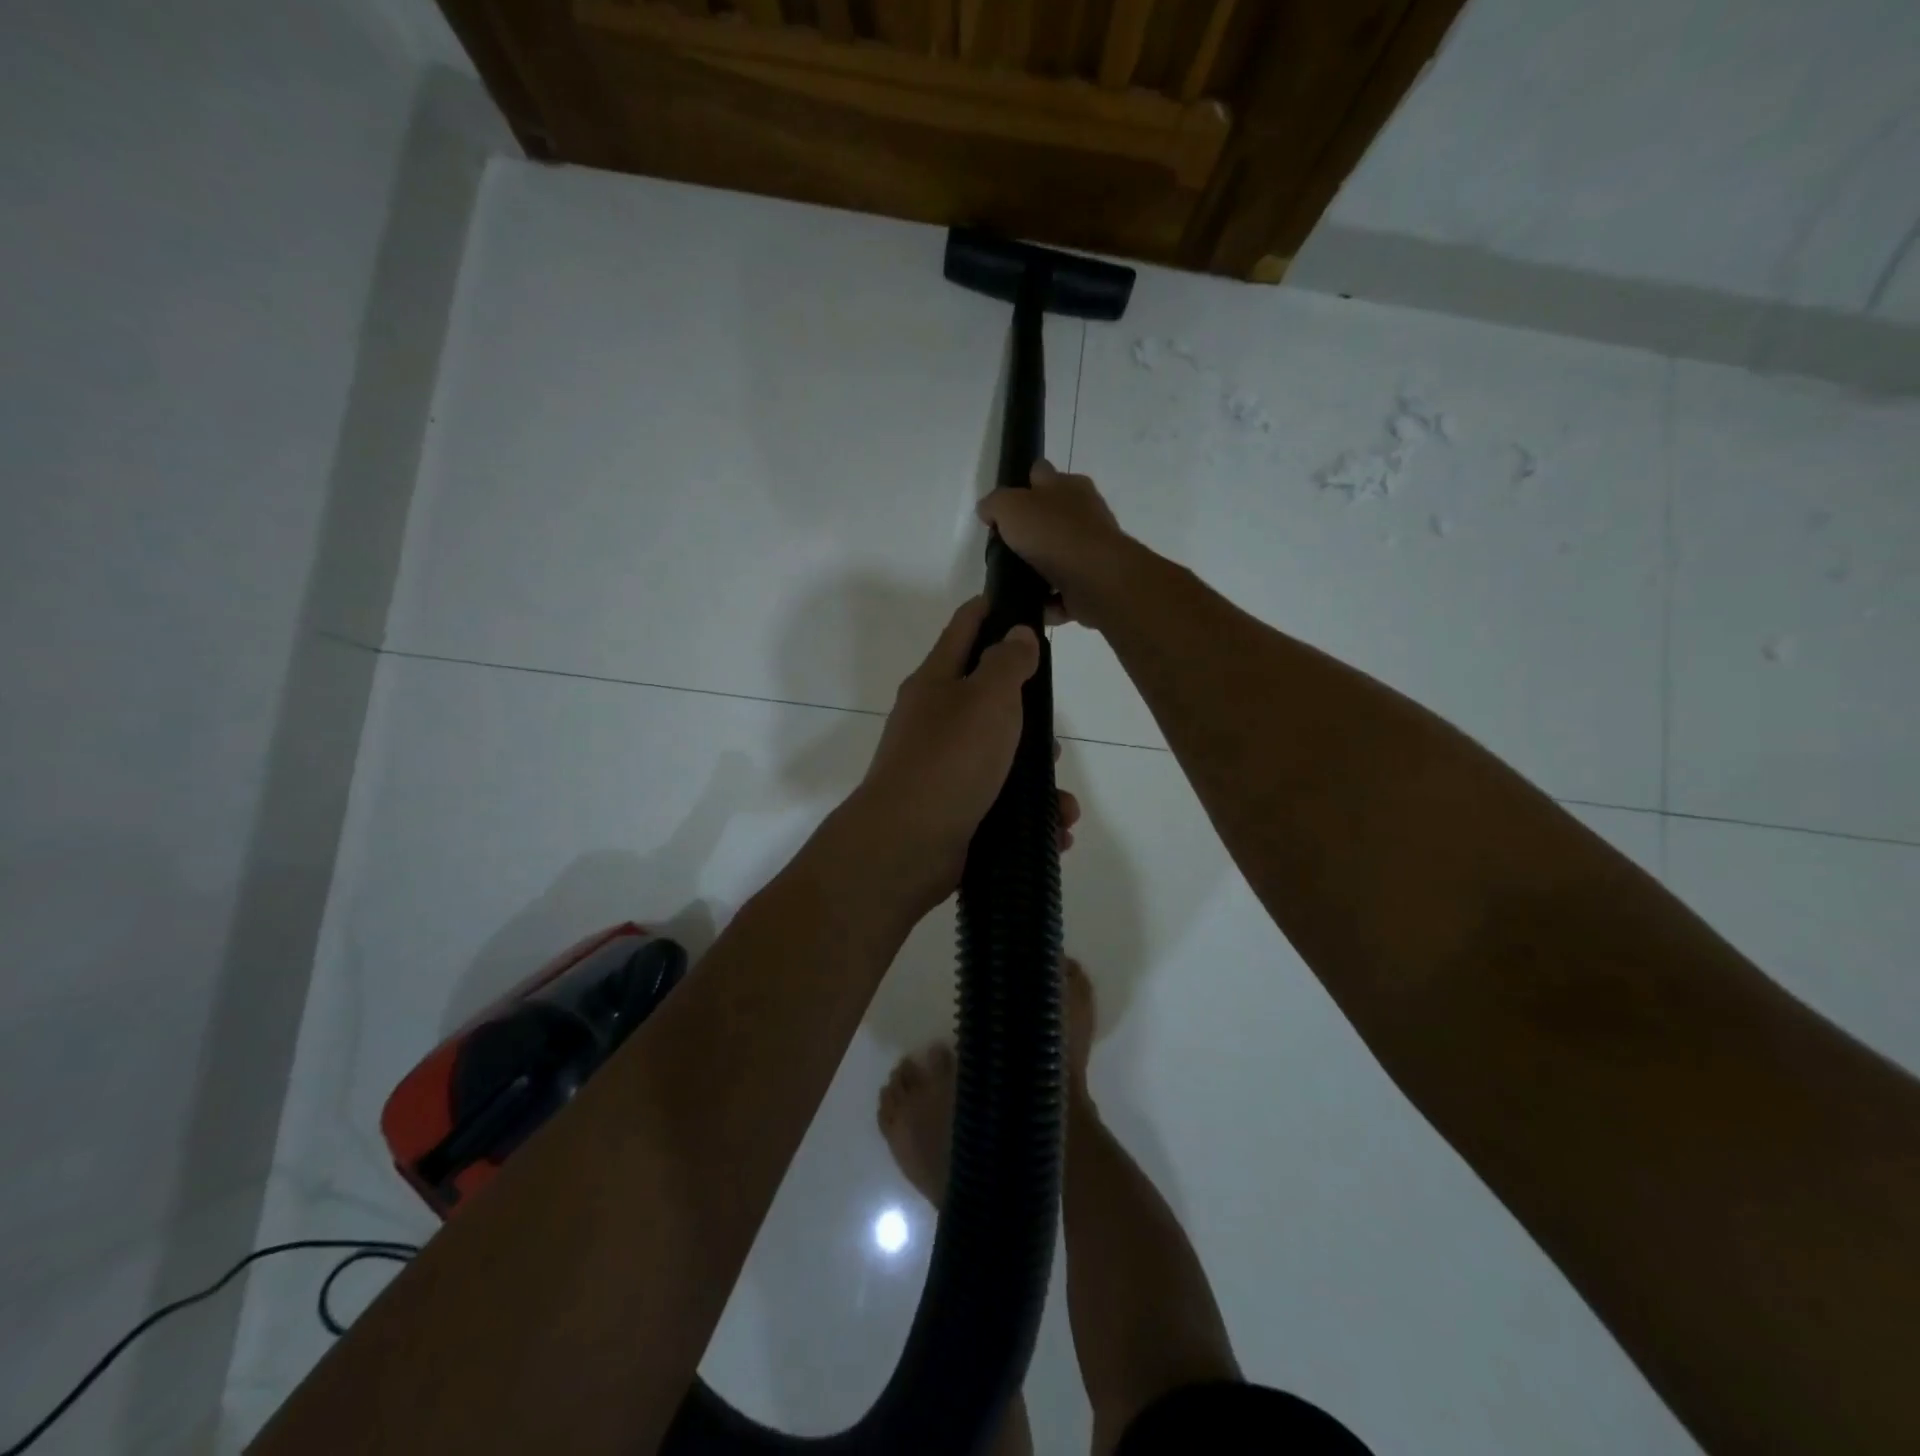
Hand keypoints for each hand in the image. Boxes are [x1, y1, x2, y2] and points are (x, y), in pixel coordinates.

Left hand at [851, 596, 1080, 911]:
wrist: (907, 845)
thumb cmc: (950, 759)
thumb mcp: (987, 698)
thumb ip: (1007, 662)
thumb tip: (1018, 633)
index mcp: (936, 682)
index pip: (965, 627)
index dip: (994, 609)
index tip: (1029, 607)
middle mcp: (936, 721)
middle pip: (989, 700)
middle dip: (1029, 717)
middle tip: (1053, 736)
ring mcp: (943, 769)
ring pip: (1001, 760)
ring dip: (1037, 778)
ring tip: (1061, 799)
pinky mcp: (955, 810)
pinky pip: (1001, 804)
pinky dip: (1030, 815)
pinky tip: (1056, 830)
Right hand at [976, 461, 1136, 629]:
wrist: (1095, 578)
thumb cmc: (1053, 534)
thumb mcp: (1011, 507)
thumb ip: (995, 504)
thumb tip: (987, 509)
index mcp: (1067, 485)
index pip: (1040, 474)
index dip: (1021, 485)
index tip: (1003, 509)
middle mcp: (1084, 512)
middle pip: (1051, 516)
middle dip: (1032, 529)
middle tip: (1006, 547)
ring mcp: (1092, 548)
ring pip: (1059, 554)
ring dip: (1041, 567)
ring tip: (1016, 581)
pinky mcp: (1094, 581)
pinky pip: (1065, 589)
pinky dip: (1051, 598)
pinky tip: (1034, 604)